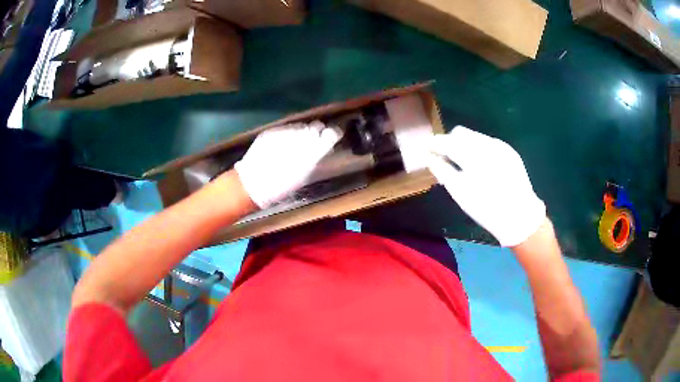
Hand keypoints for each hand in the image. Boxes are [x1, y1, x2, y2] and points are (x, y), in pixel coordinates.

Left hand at [234, 121, 342, 208]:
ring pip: (301, 126)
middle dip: (318, 132)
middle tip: (315, 141)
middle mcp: (299, 137)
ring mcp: (283, 132)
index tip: (332, 138)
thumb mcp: (303, 175)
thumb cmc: (280, 186)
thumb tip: (324, 146)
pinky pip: (287, 128)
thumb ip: (315, 157)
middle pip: (316, 126)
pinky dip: (289, 134)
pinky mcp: (271, 131)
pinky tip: (284, 144)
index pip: (329, 134)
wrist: (252, 183)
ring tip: (298, 144)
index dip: (332, 134)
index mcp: (311, 151)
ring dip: (303, 132)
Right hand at [428, 126, 545, 246]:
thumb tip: (429, 158)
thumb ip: (442, 171)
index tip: (427, 148)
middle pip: (461, 133)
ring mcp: (501, 146)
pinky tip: (480, 166)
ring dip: (464, 145)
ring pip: (475, 137)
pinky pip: (488, 143)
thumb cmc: (487, 209)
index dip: (435, 143)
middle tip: (444, 157)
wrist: (520, 216)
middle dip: (449, 141)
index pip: (447, 141)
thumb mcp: (460, 193)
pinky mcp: (510, 151)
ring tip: (462, 162)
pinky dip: (478, 150)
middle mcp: (487, 145)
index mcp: (473, 156)